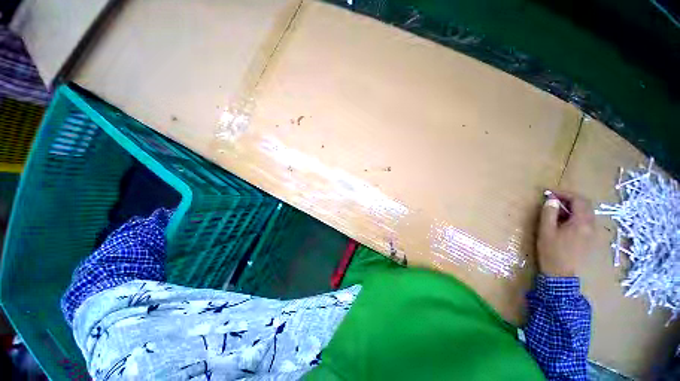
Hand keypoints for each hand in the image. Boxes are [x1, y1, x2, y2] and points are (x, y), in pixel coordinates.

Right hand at [536, 191, 594, 276]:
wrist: (561, 274)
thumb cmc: (551, 251)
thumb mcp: (546, 230)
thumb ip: (549, 213)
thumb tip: (552, 200)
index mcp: (581, 222)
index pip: (578, 200)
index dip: (564, 193)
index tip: (549, 193)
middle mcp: (592, 225)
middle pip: (585, 205)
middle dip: (569, 199)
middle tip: (552, 200)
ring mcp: (593, 233)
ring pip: (586, 213)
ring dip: (572, 207)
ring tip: (556, 211)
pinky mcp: (591, 239)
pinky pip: (586, 221)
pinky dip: (575, 216)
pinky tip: (564, 222)